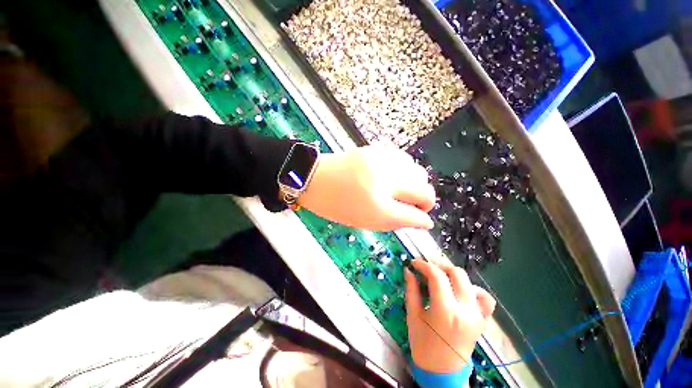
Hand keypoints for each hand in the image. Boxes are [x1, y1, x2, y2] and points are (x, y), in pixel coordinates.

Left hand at [298, 145, 435, 230]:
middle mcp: (385, 180)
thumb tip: (421, 221)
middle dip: (425, 200)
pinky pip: (405, 159)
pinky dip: (405, 171)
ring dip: (415, 184)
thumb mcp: (366, 221)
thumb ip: (397, 221)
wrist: (314, 178)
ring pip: (418, 171)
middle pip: (424, 188)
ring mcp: (382, 161)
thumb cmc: (336, 204)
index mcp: (378, 205)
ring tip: (402, 191)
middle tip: (413, 206)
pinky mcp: (378, 149)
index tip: (423, 220)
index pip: (414, 214)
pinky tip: (394, 176)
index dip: (422, 218)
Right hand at [405, 259, 495, 372]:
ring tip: (440, 278)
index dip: (423, 265)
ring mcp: (477, 315)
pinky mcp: (482, 319)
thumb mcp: (413, 315)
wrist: (442, 372)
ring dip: (453, 275)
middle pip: (456, 273)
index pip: (437, 276)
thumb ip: (411, 290)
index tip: (414, 263)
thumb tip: (408, 270)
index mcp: (445, 311)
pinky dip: (472, 289)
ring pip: (470, 281)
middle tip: (426, 268)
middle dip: (439, 265)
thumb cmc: (423, 344)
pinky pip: (484, 298)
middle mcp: (465, 310)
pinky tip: (460, 291)